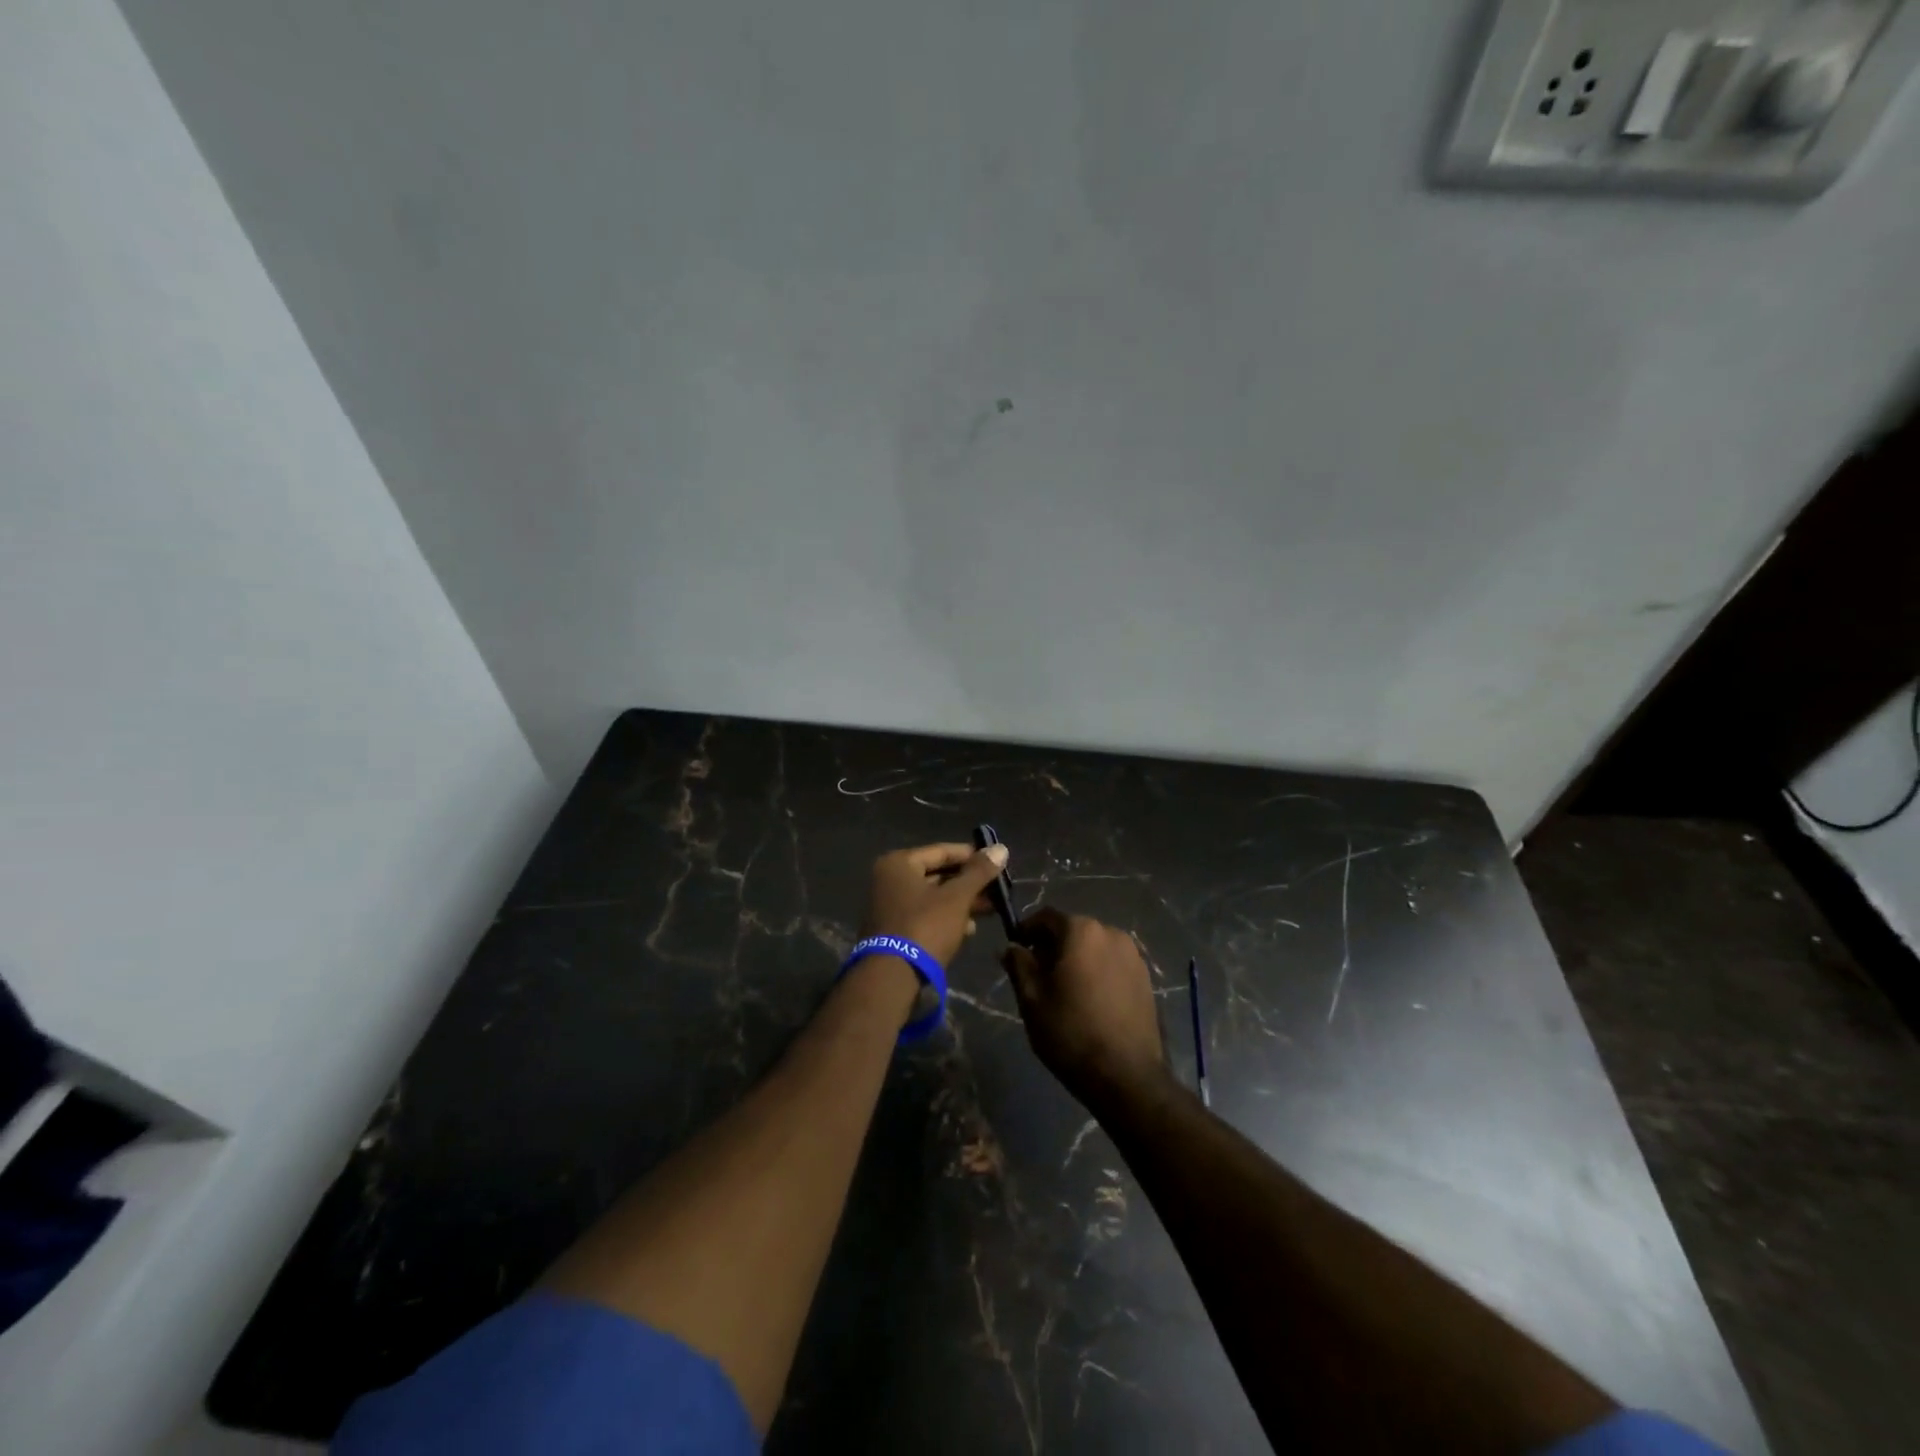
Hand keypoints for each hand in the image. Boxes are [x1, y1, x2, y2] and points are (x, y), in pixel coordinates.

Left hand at [862, 841, 1010, 969]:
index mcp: (899, 863)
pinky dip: (947, 917)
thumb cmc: (925, 926)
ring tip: (991, 909)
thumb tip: (1001, 848)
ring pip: (934, 897)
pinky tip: (969, 928)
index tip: (997, 862)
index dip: (972, 856)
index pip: (942, 851)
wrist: (893, 977)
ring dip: (962, 902)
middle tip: (998, 888)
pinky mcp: (895, 929)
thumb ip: (979, 872)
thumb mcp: (957, 897)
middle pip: (938, 874)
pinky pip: (926, 915)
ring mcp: (890, 905)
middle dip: (969, 883)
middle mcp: (889, 879)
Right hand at [1001, 908, 1166, 1107]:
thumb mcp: (1031, 998)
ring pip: (1094, 947)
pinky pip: (1112, 964)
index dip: (1026, 930)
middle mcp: (1111, 933)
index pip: (1046, 917)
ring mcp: (1133, 956)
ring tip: (1063, 990)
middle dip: (1052, 946)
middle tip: (1036, 974)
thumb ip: (1018, 964)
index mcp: (1082, 931)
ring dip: (1076, 959)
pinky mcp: (1146, 979)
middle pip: (1073, 930)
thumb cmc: (1070, 1031)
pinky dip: (1096, 972)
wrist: (1125, 1076)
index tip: (1015, 950)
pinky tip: (1088, 1000)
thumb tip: (1011, 947)